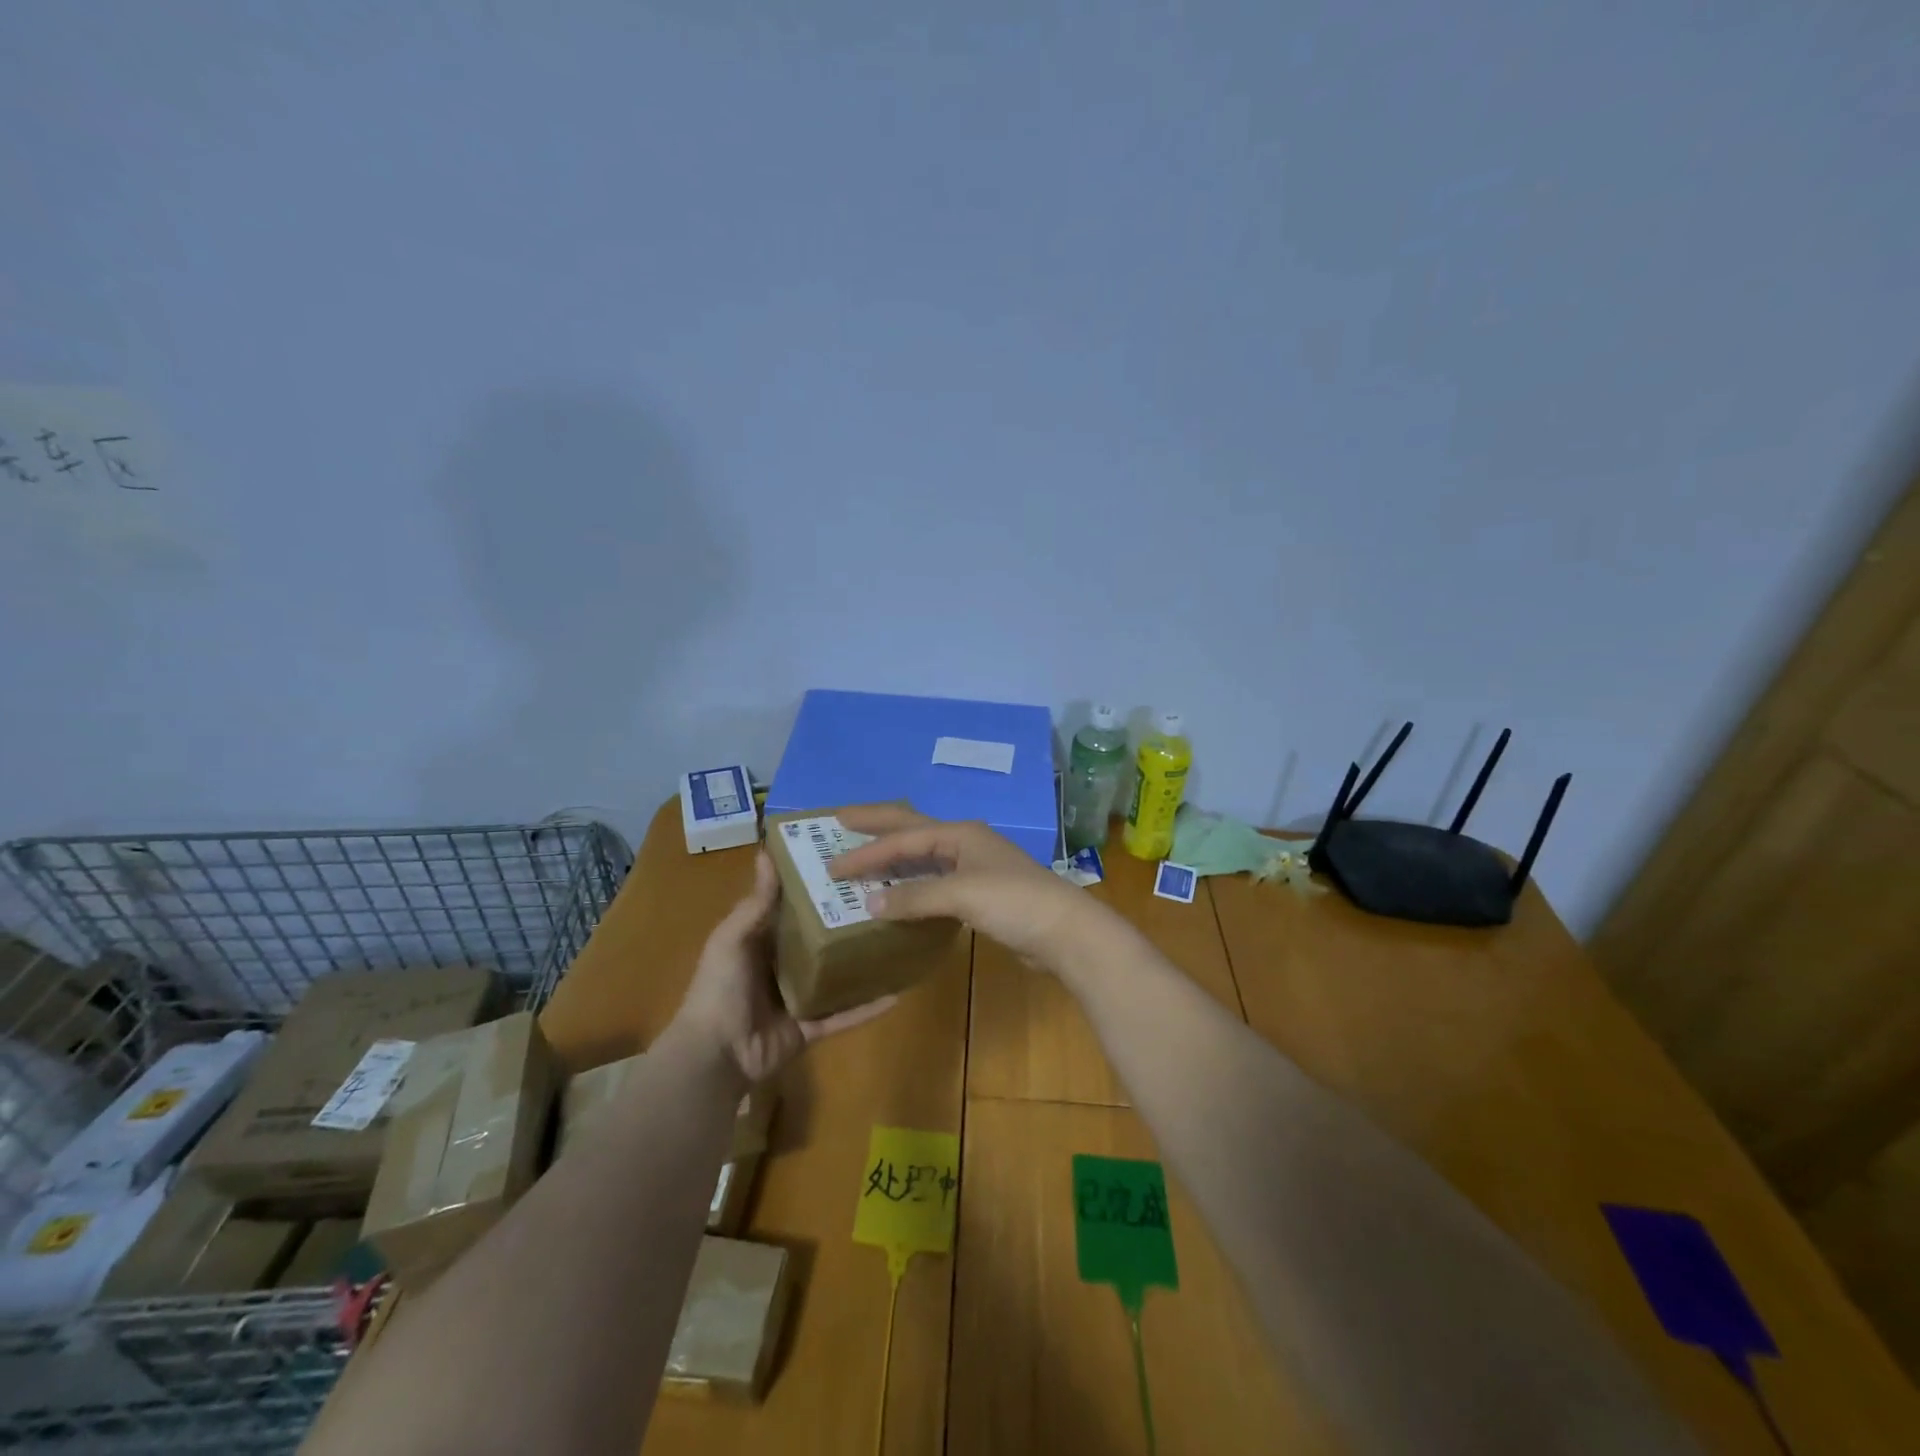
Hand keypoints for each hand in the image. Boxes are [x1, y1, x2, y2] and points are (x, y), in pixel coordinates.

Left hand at [673, 851, 895, 1082]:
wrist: (715, 1055)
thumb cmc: (720, 988)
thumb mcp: (732, 939)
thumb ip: (755, 904)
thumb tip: (766, 852)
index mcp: (762, 942)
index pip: (793, 909)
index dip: (815, 888)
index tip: (846, 864)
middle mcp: (783, 967)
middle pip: (820, 940)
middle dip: (845, 923)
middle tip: (884, 898)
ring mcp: (800, 999)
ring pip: (838, 976)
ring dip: (862, 963)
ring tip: (897, 940)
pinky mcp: (812, 1028)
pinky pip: (845, 1015)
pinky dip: (868, 1007)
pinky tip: (897, 993)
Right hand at [830, 805, 1095, 969]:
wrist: (1065, 931)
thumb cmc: (1014, 902)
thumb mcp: (962, 894)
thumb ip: (914, 897)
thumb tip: (869, 904)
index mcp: (959, 834)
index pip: (902, 838)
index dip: (867, 851)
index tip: (832, 865)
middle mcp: (964, 843)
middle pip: (911, 829)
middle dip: (877, 826)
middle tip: (840, 822)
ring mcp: (974, 868)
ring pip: (923, 857)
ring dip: (892, 858)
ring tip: (862, 859)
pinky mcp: (980, 895)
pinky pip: (934, 883)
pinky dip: (911, 886)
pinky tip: (898, 896)